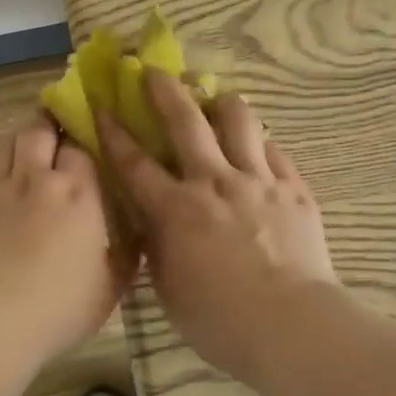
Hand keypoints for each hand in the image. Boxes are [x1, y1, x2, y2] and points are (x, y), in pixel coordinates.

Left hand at [0, 111, 135, 365]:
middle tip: (57, 125)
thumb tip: (140, 234)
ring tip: (29, 138)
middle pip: (40, 131)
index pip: (81, 146)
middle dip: (50, 122)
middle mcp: (36, 178)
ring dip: (20, 135)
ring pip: (7, 142)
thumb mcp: (110, 287)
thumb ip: (127, 254)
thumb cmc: (58, 307)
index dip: (84, 138)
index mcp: (78, 192)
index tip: (90, 138)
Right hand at [99, 72, 338, 383]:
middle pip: (186, 121)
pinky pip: (276, 151)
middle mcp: (214, 182)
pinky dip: (262, 143)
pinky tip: (259, 145)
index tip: (102, 105)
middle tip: (155, 70)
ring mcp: (258, 181)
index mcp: (176, 209)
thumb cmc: (220, 320)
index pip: (135, 162)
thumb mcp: (169, 287)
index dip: (114, 131)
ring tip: (218, 99)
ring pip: (240, 121)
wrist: (291, 325)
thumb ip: (157, 245)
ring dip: (224, 103)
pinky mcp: (294, 189)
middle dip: (166, 90)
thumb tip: (150, 219)